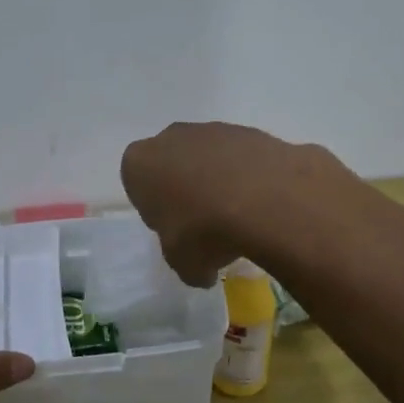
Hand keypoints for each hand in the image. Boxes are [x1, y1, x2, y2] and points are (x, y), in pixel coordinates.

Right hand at [120, 121, 351, 284]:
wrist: (265, 200)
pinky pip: (244, 158)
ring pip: (210, 157)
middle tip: (204, 223)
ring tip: (240, 217)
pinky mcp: (251, 131)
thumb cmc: (204, 231)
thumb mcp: (185, 265)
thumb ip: (187, 265)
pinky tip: (263, 204)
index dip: (155, 207)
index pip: (138, 182)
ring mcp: (214, 129)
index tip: (173, 228)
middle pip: (173, 163)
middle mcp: (172, 137)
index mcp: (140, 163)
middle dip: (186, 188)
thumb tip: (202, 273)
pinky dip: (250, 177)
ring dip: (220, 181)